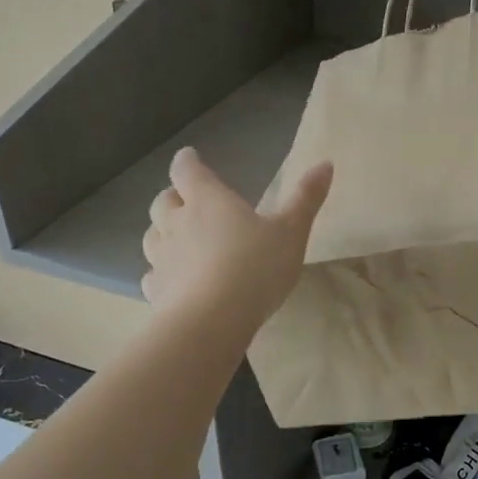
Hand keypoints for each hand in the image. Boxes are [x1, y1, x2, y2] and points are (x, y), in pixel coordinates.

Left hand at [141, 149, 333, 330]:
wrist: (212, 321)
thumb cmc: (255, 267)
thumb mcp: (291, 231)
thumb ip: (306, 198)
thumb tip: (325, 163)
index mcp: (208, 201)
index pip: (187, 170)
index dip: (188, 162)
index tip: (190, 157)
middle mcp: (177, 223)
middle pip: (163, 201)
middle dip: (173, 197)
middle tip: (186, 201)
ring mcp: (162, 258)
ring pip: (152, 236)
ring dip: (162, 232)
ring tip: (177, 238)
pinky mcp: (157, 291)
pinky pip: (152, 275)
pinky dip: (160, 272)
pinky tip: (173, 281)